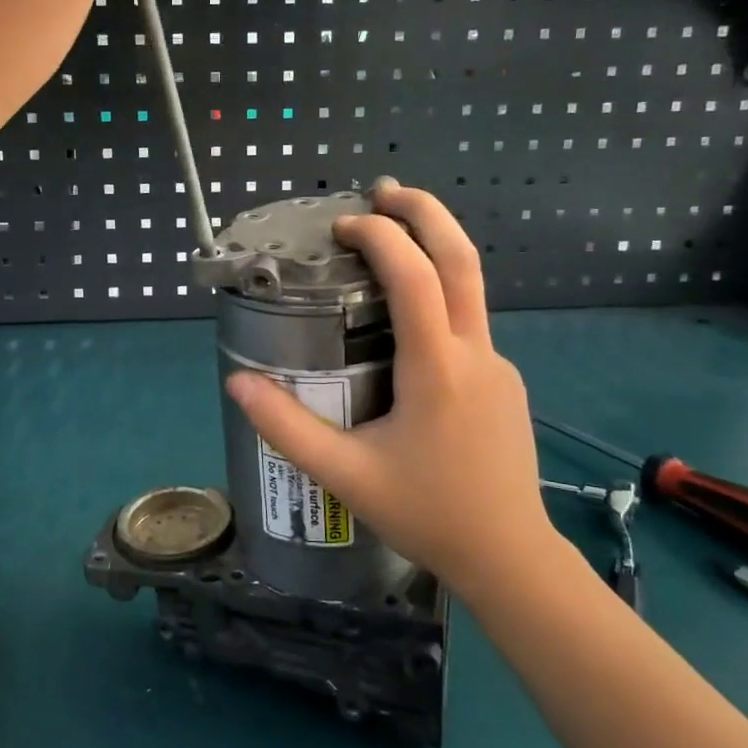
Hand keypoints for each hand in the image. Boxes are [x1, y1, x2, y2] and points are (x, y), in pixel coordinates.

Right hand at [224, 183, 558, 593]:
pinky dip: (439, 293)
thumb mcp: (344, 475)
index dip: (381, 238)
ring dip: (434, 248)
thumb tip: (238, 384)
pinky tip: (407, 318)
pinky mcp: (503, 382)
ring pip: (471, 288)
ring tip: (392, 233)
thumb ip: (287, 428)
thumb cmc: (427, 514)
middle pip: (463, 259)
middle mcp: (476, 353)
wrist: (509, 558)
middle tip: (384, 189)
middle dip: (426, 212)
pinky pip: (469, 322)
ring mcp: (498, 365)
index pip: (416, 278)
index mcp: (438, 369)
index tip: (343, 225)